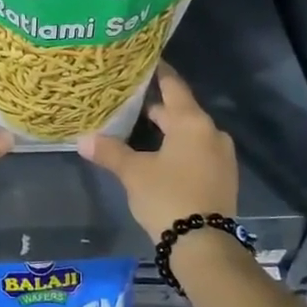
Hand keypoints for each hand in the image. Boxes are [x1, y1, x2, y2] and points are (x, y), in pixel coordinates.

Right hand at [76, 64, 236, 239]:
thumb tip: (83, 139)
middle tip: (129, 102)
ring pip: (190, 133)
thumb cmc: (167, 197)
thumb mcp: (134, 173)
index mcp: (192, 122)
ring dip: (169, 131)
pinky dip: (180, 149)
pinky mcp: (223, 177)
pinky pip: (198, 152)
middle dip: (157, 107)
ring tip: (141, 131)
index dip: (159, 73)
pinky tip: (161, 158)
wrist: (204, 245)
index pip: (173, 86)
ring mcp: (221, 156)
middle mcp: (212, 133)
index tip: (145, 61)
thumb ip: (110, 152)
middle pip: (181, 111)